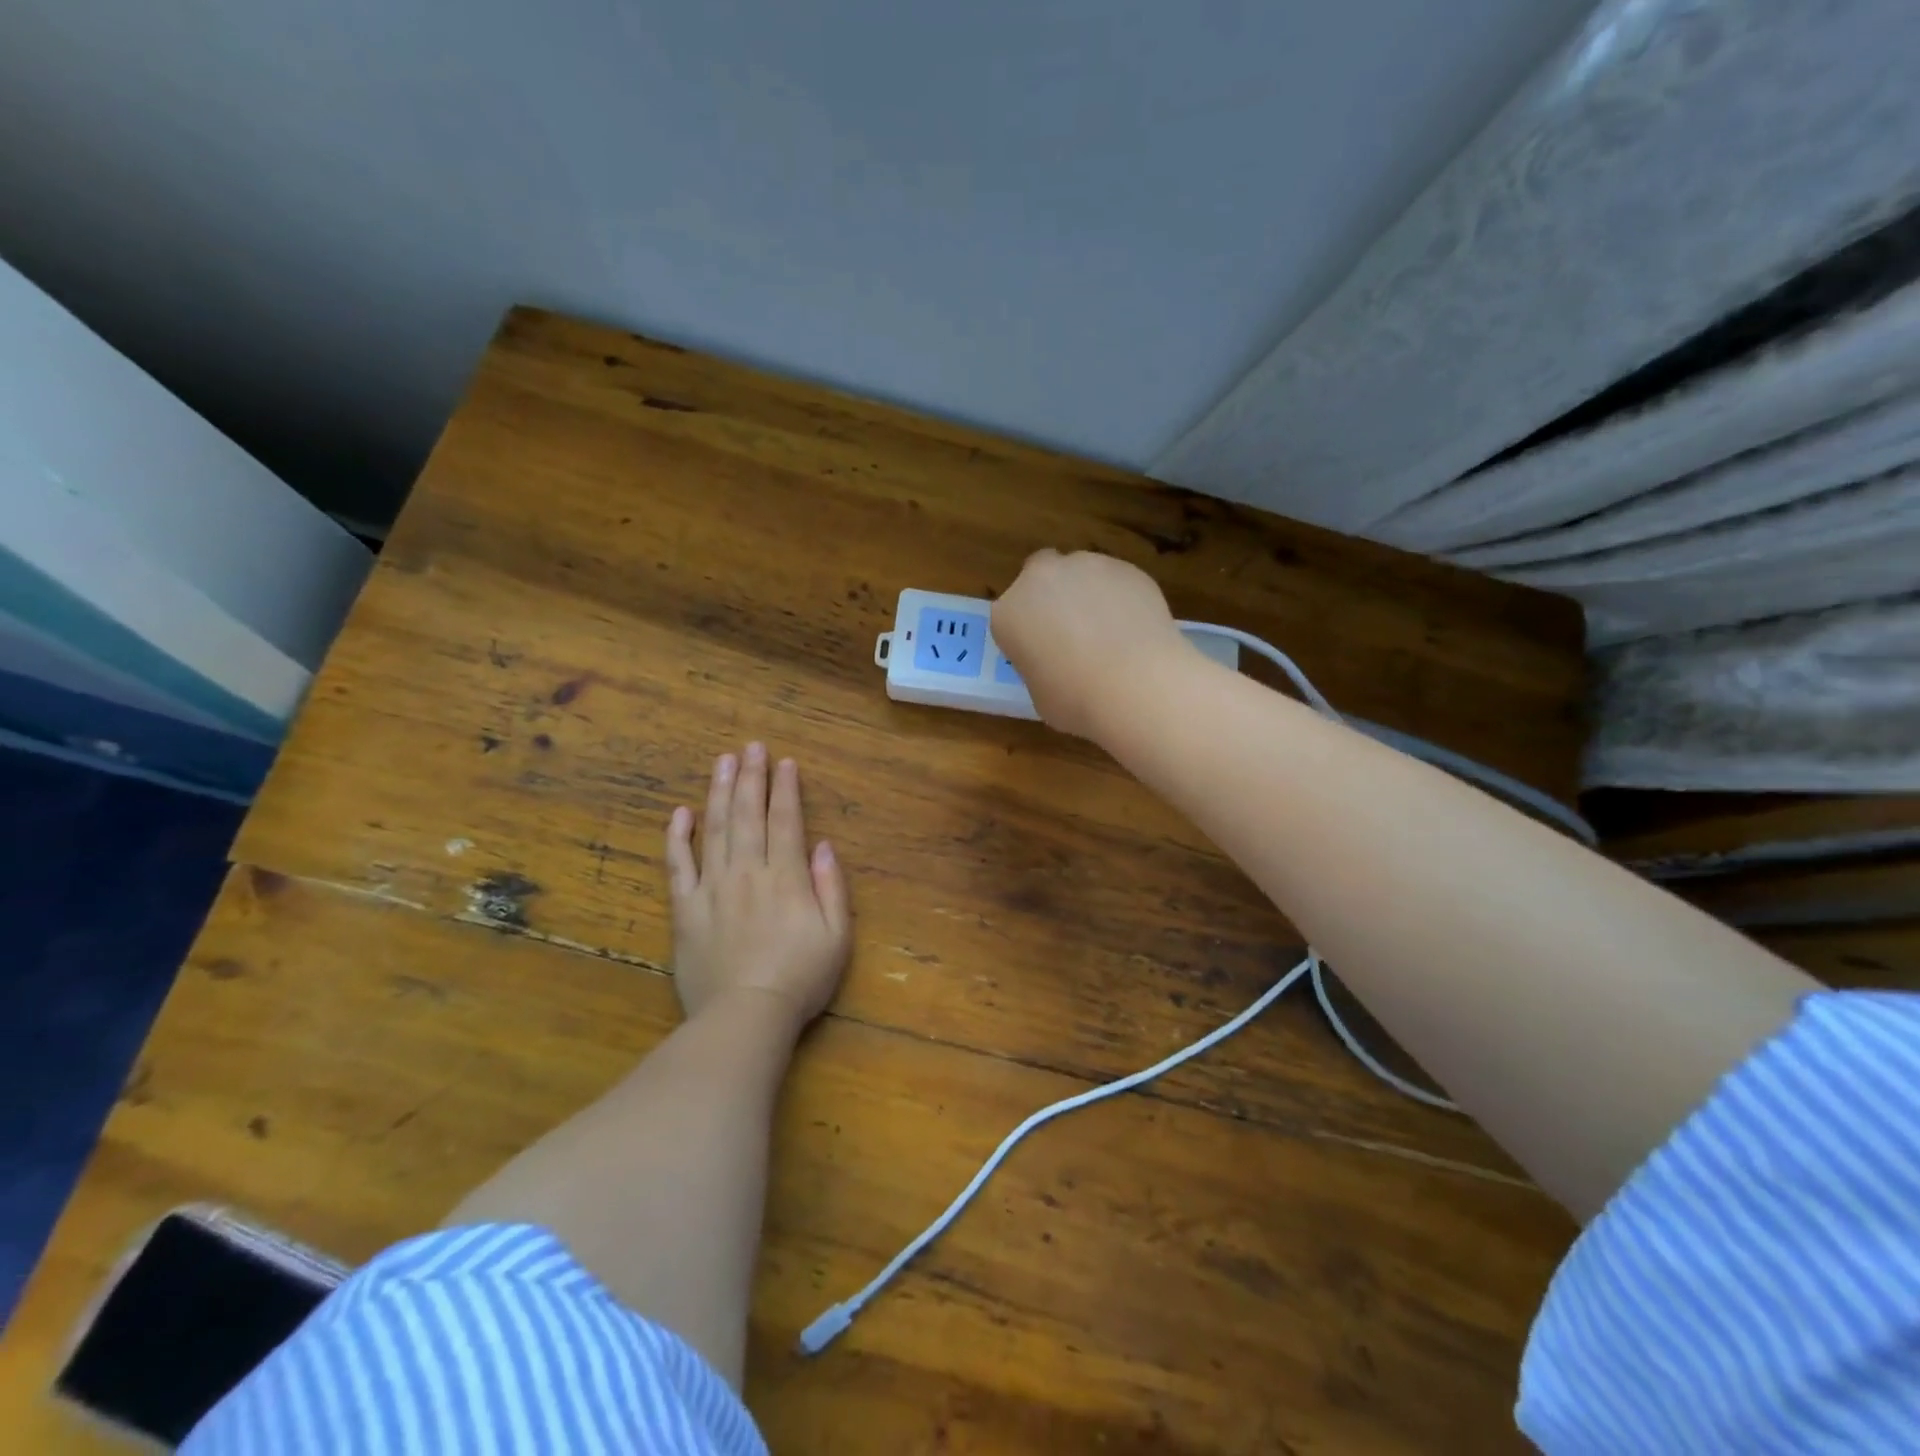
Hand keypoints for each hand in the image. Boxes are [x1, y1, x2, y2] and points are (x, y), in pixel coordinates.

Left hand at [664, 743, 851, 1031]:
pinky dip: (677, 837)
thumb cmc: (800, 979)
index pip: (785, 820)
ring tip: (722, 761)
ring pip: (714, 829)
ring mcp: (713, 888)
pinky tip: (680, 813)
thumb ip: (831, 886)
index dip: (786, 788)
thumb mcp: (837, 935)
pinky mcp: (685, 909)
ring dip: (718, 792)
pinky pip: (678, 866)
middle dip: (751, 777)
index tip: (785, 762)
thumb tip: (822, 845)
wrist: (745, 1017)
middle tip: (751, 746)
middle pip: (748, 814)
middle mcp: (748, 871)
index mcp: (786, 876)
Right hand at [991, 549, 1195, 739]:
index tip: (1041, 652)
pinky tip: (1134, 628)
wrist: (1136, 685)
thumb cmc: (1076, 700)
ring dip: (1087, 593)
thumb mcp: (1040, 694)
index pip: (1010, 616)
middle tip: (1070, 630)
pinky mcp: (1126, 568)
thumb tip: (1060, 663)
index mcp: (1009, 614)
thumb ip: (1041, 665)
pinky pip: (1116, 581)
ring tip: (1109, 631)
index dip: (1027, 632)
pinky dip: (1120, 597)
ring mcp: (1086, 566)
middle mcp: (1041, 579)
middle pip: (1040, 575)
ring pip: (1080, 573)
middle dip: (1051, 595)